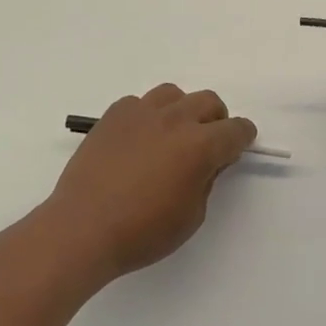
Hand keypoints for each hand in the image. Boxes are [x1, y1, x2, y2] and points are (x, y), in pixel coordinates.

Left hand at [42, 84, 256, 281]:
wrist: (83, 227)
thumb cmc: (142, 231)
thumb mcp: (191, 216)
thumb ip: (206, 181)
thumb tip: (208, 162)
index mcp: (199, 145)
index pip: (235, 130)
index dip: (242, 138)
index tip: (238, 147)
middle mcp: (174, 119)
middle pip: (208, 101)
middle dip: (216, 120)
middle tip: (208, 143)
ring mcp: (141, 112)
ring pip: (173, 94)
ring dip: (182, 111)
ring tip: (172, 136)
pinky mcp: (113, 115)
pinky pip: (139, 103)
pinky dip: (147, 115)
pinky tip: (138, 140)